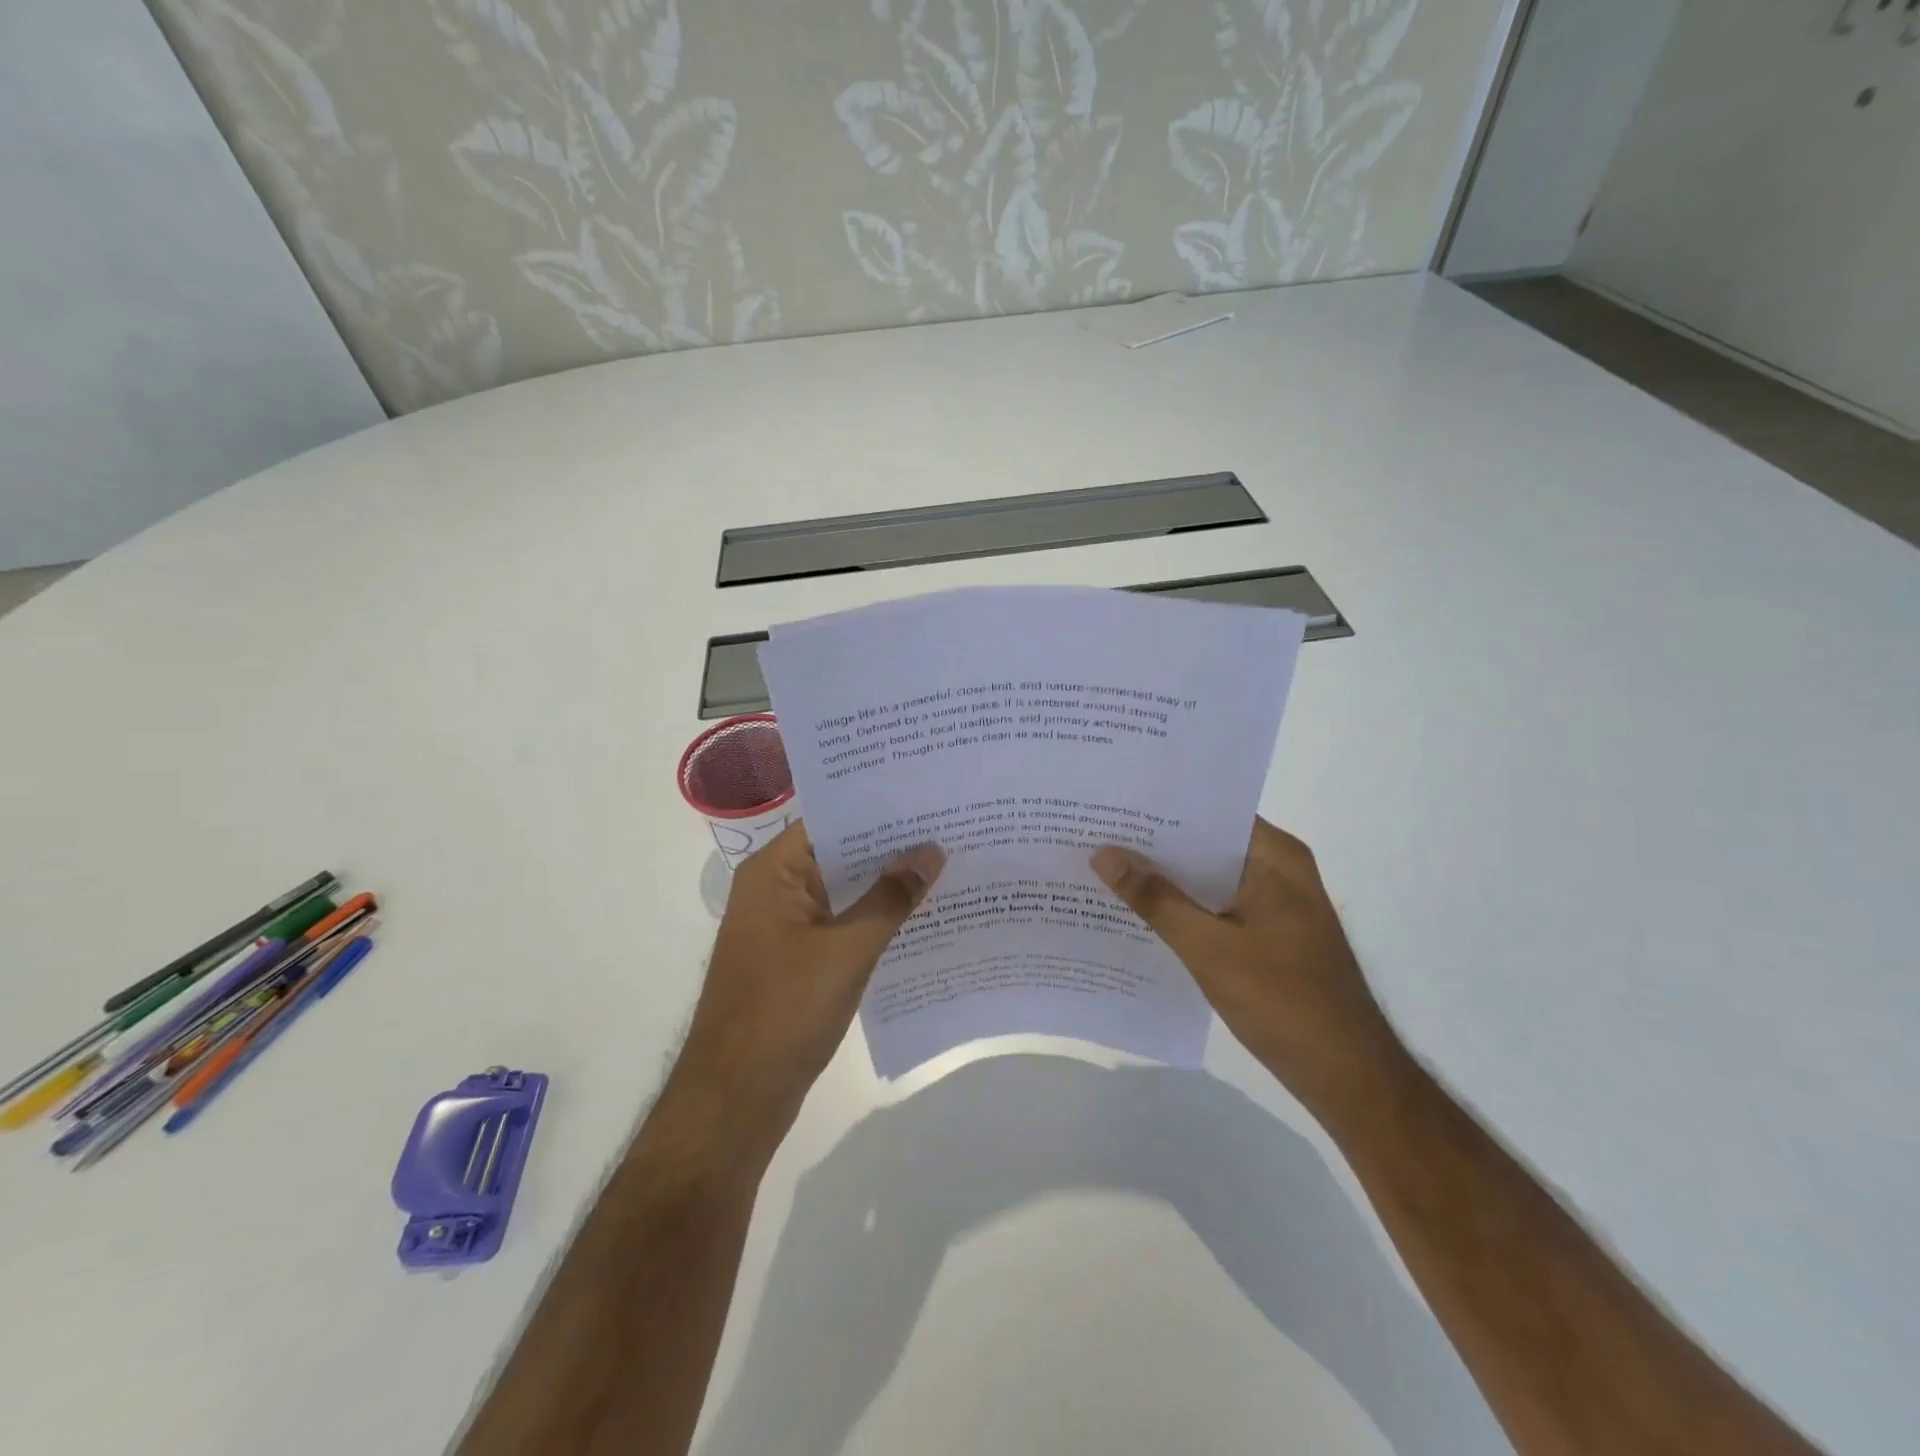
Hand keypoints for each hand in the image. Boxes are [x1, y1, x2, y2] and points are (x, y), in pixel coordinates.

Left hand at [673, 822, 943, 1158]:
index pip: (831, 820)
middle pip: (839, 853)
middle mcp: (775, 890)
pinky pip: (841, 924)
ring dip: (885, 884)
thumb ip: (890, 898)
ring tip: (946, 865)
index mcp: (773, 873)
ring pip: (843, 891)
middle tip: (949, 829)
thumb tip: (931, 850)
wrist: (735, 1100)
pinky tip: (920, 917)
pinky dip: (874, 919)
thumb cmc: (784, 1012)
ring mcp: (784, 927)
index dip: (878, 809)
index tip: (928, 799)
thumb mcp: (847, 950)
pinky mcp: (796, 960)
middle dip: (890, 846)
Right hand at [1091, 818, 1407, 1121]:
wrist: (1348, 1079)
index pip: (1209, 812)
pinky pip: (1213, 907)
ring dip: (1163, 878)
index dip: (1159, 807)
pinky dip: (1180, 908)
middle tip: (1093, 833)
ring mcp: (1273, 904)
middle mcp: (1277, 870)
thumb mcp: (1210, 948)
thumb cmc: (1285, 1003)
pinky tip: (1135, 912)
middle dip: (1152, 843)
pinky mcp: (1266, 935)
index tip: (1110, 803)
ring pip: (1206, 878)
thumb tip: (1104, 854)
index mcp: (1275, 857)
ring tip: (1102, 865)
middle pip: (1205, 844)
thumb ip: (1156, 899)